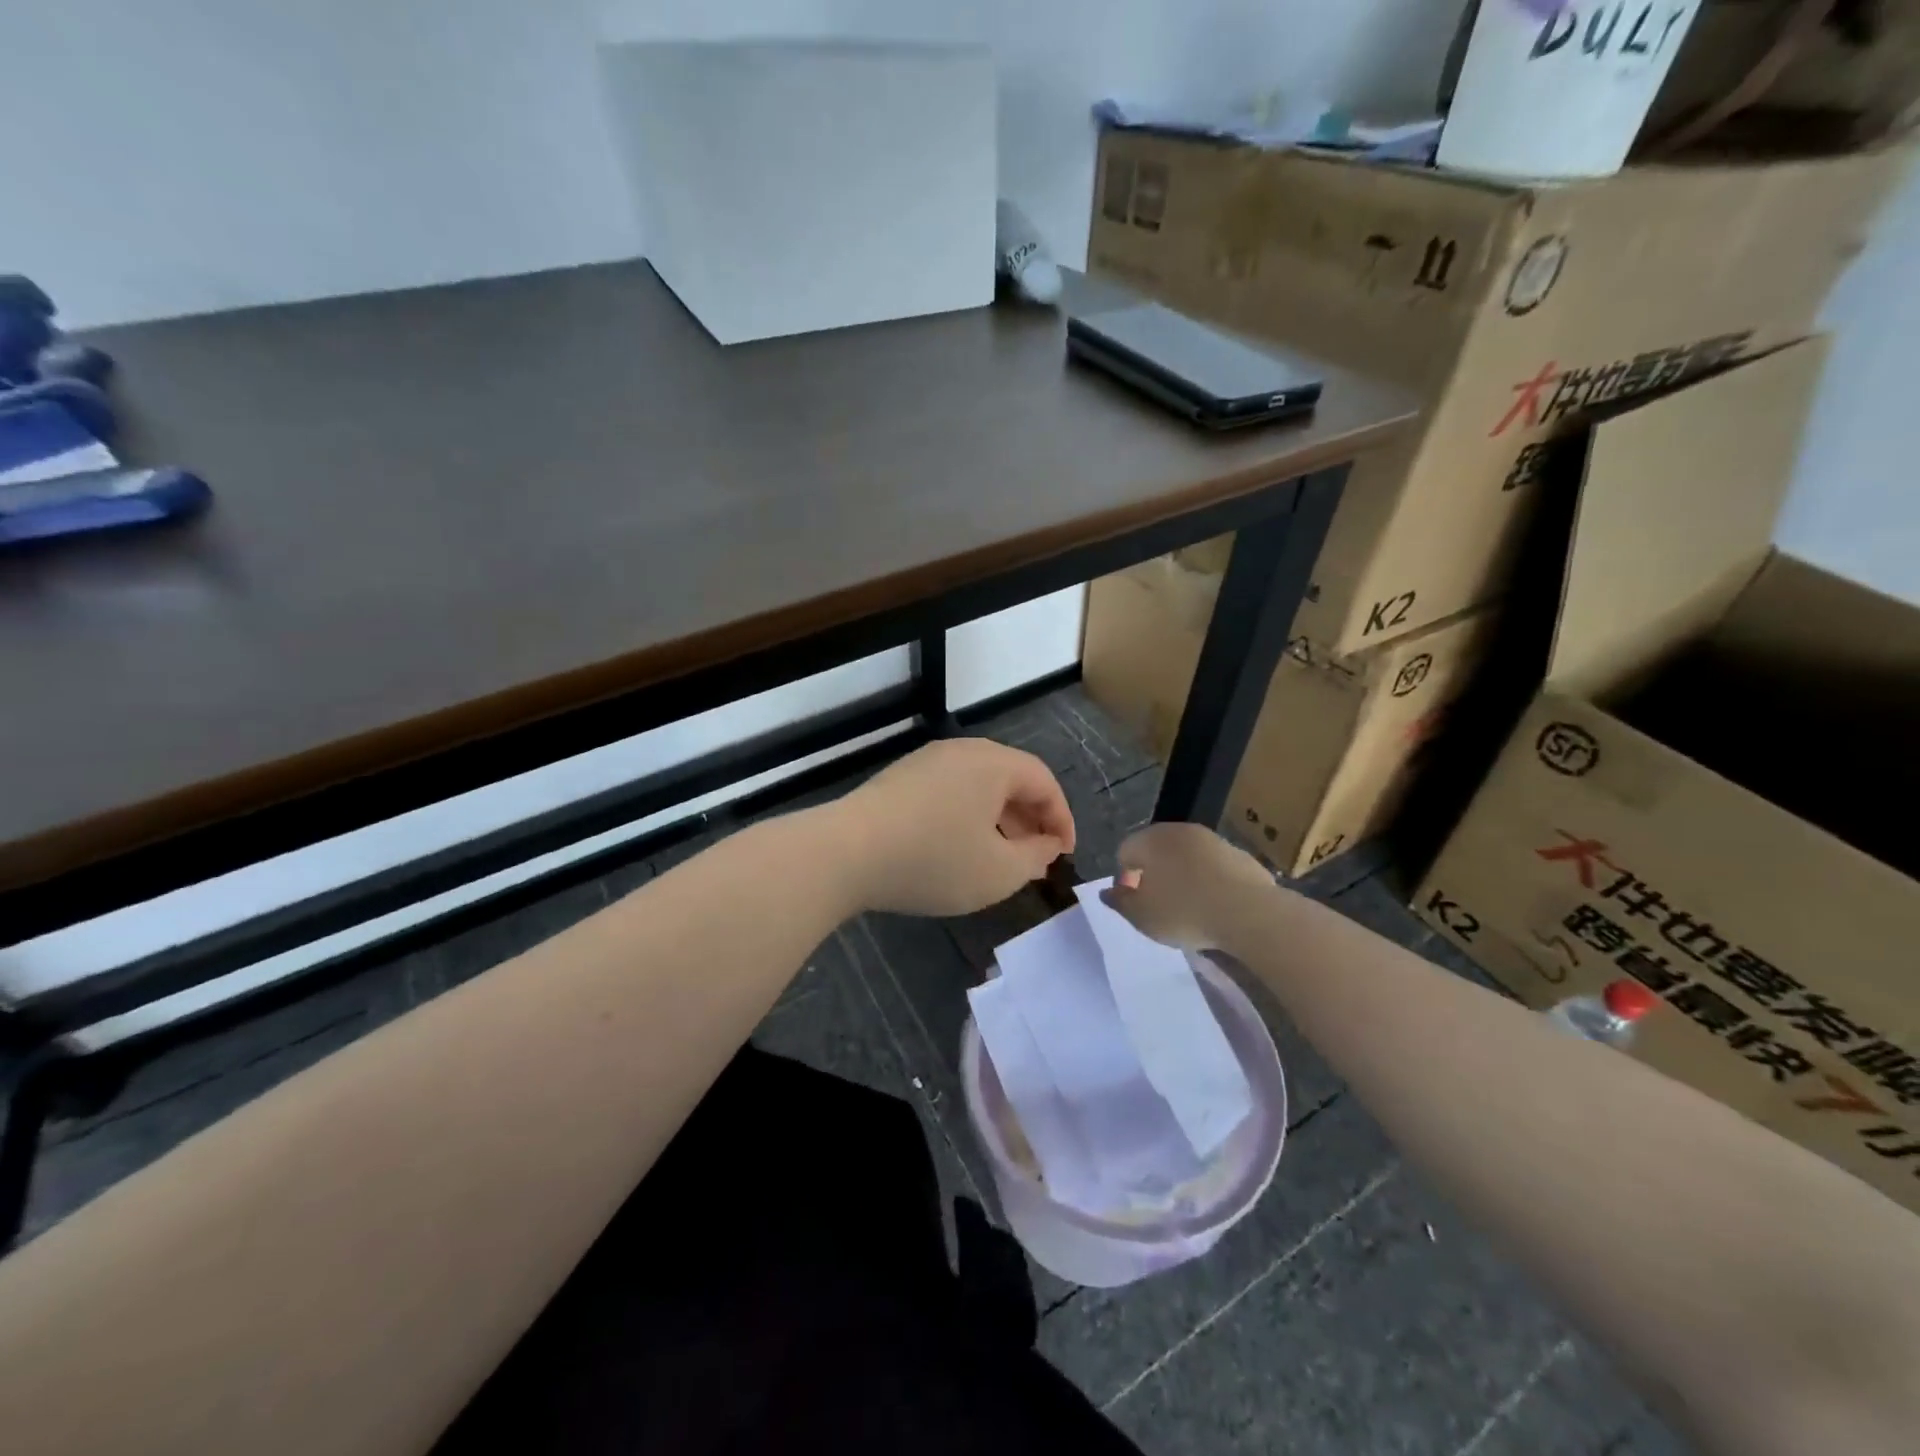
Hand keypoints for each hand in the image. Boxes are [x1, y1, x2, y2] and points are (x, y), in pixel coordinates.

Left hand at [831, 739, 1074, 916]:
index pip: (1044, 781)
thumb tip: (1047, 844)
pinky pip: (950, 793)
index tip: (1064, 854)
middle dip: (1030, 820)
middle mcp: (962, 751)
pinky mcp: (900, 779)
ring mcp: (926, 762)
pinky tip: (959, 849)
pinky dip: (968, 818)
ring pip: (979, 787)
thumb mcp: (998, 872)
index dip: (1062, 818)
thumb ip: (1035, 858)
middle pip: (1011, 780)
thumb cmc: (934, 859)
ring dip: (999, 821)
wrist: (846, 852)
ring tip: (1001, 859)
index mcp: (993, 763)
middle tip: (1036, 859)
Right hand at [1100, 822, 1274, 951]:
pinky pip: (1214, 867)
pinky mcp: (1240, 854)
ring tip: (1190, 908)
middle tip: (1160, 906)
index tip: (1136, 904)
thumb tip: (1107, 892)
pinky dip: (1210, 881)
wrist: (1248, 913)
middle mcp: (1179, 831)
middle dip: (1154, 875)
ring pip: (1187, 857)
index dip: (1125, 879)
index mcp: (1150, 840)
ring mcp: (1212, 840)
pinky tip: (1216, 906)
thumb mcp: (1141, 916)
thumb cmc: (1184, 913)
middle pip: (1157, 850)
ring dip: (1183, 877)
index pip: (1125, 852)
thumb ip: (1120, 902)